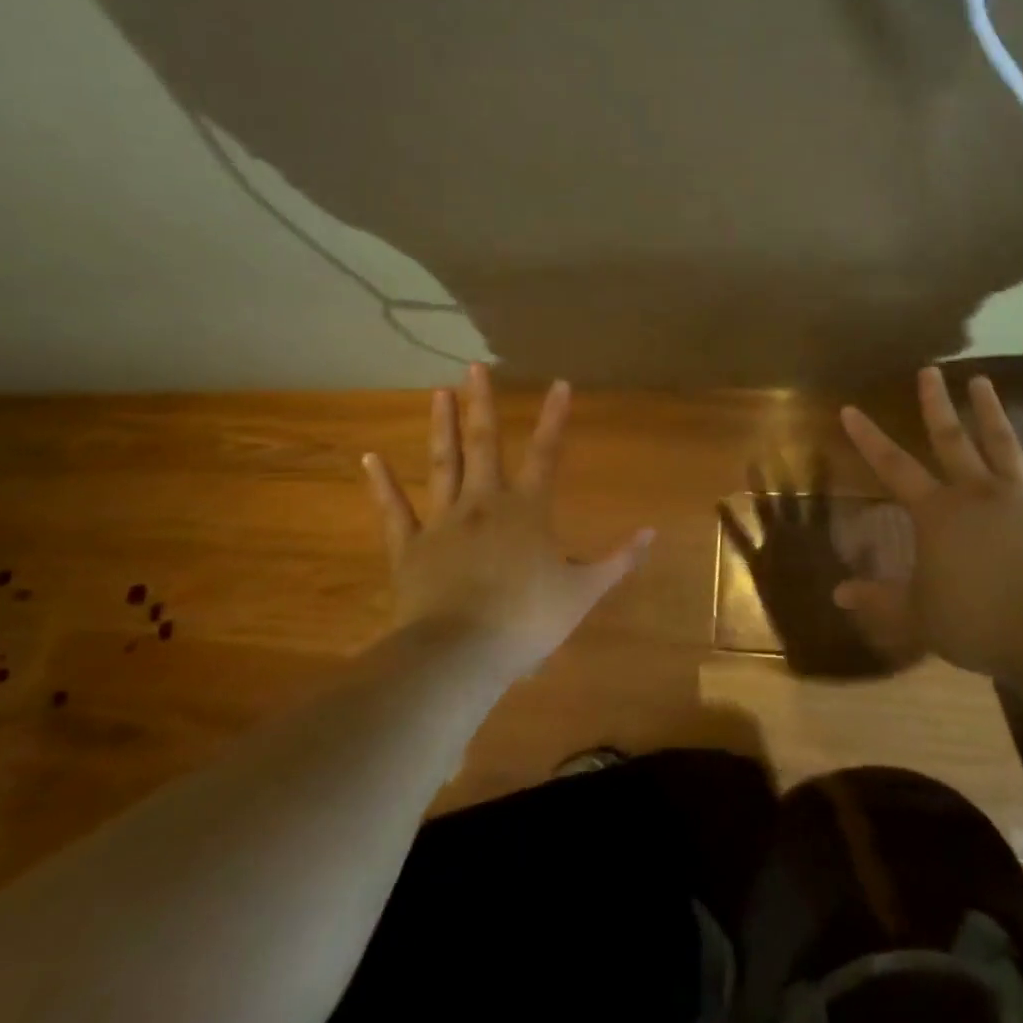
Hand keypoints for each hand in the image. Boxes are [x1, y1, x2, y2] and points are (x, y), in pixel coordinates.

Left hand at [362, 364, 653, 675]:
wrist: (459, 656)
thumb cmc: (526, 621)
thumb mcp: (582, 593)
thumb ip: (618, 560)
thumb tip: (652, 532)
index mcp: (527, 511)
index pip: (546, 454)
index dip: (554, 418)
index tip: (559, 383)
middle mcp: (484, 503)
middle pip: (484, 444)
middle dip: (482, 404)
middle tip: (474, 367)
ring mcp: (443, 523)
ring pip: (442, 465)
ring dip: (441, 427)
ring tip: (439, 392)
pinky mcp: (410, 548)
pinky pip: (394, 511)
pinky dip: (381, 484)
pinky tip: (370, 458)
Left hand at [718, 457, 912, 677]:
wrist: (809, 648)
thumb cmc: (841, 621)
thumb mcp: (860, 588)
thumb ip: (864, 563)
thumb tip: (869, 538)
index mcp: (822, 540)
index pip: (821, 500)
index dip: (820, 474)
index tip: (818, 449)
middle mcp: (795, 538)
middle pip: (790, 498)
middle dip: (785, 473)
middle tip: (777, 444)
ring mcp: (772, 551)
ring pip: (766, 511)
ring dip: (759, 487)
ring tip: (752, 461)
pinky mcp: (757, 568)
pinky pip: (741, 542)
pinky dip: (729, 523)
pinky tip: (718, 504)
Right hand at [835, 367, 1022, 680]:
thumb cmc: (977, 621)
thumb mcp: (917, 616)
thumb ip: (878, 600)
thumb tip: (838, 593)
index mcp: (937, 513)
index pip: (893, 467)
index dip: (869, 438)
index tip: (851, 409)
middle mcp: (977, 493)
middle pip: (952, 440)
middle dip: (936, 404)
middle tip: (931, 370)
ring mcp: (1022, 498)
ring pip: (1002, 445)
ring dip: (990, 412)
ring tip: (982, 381)